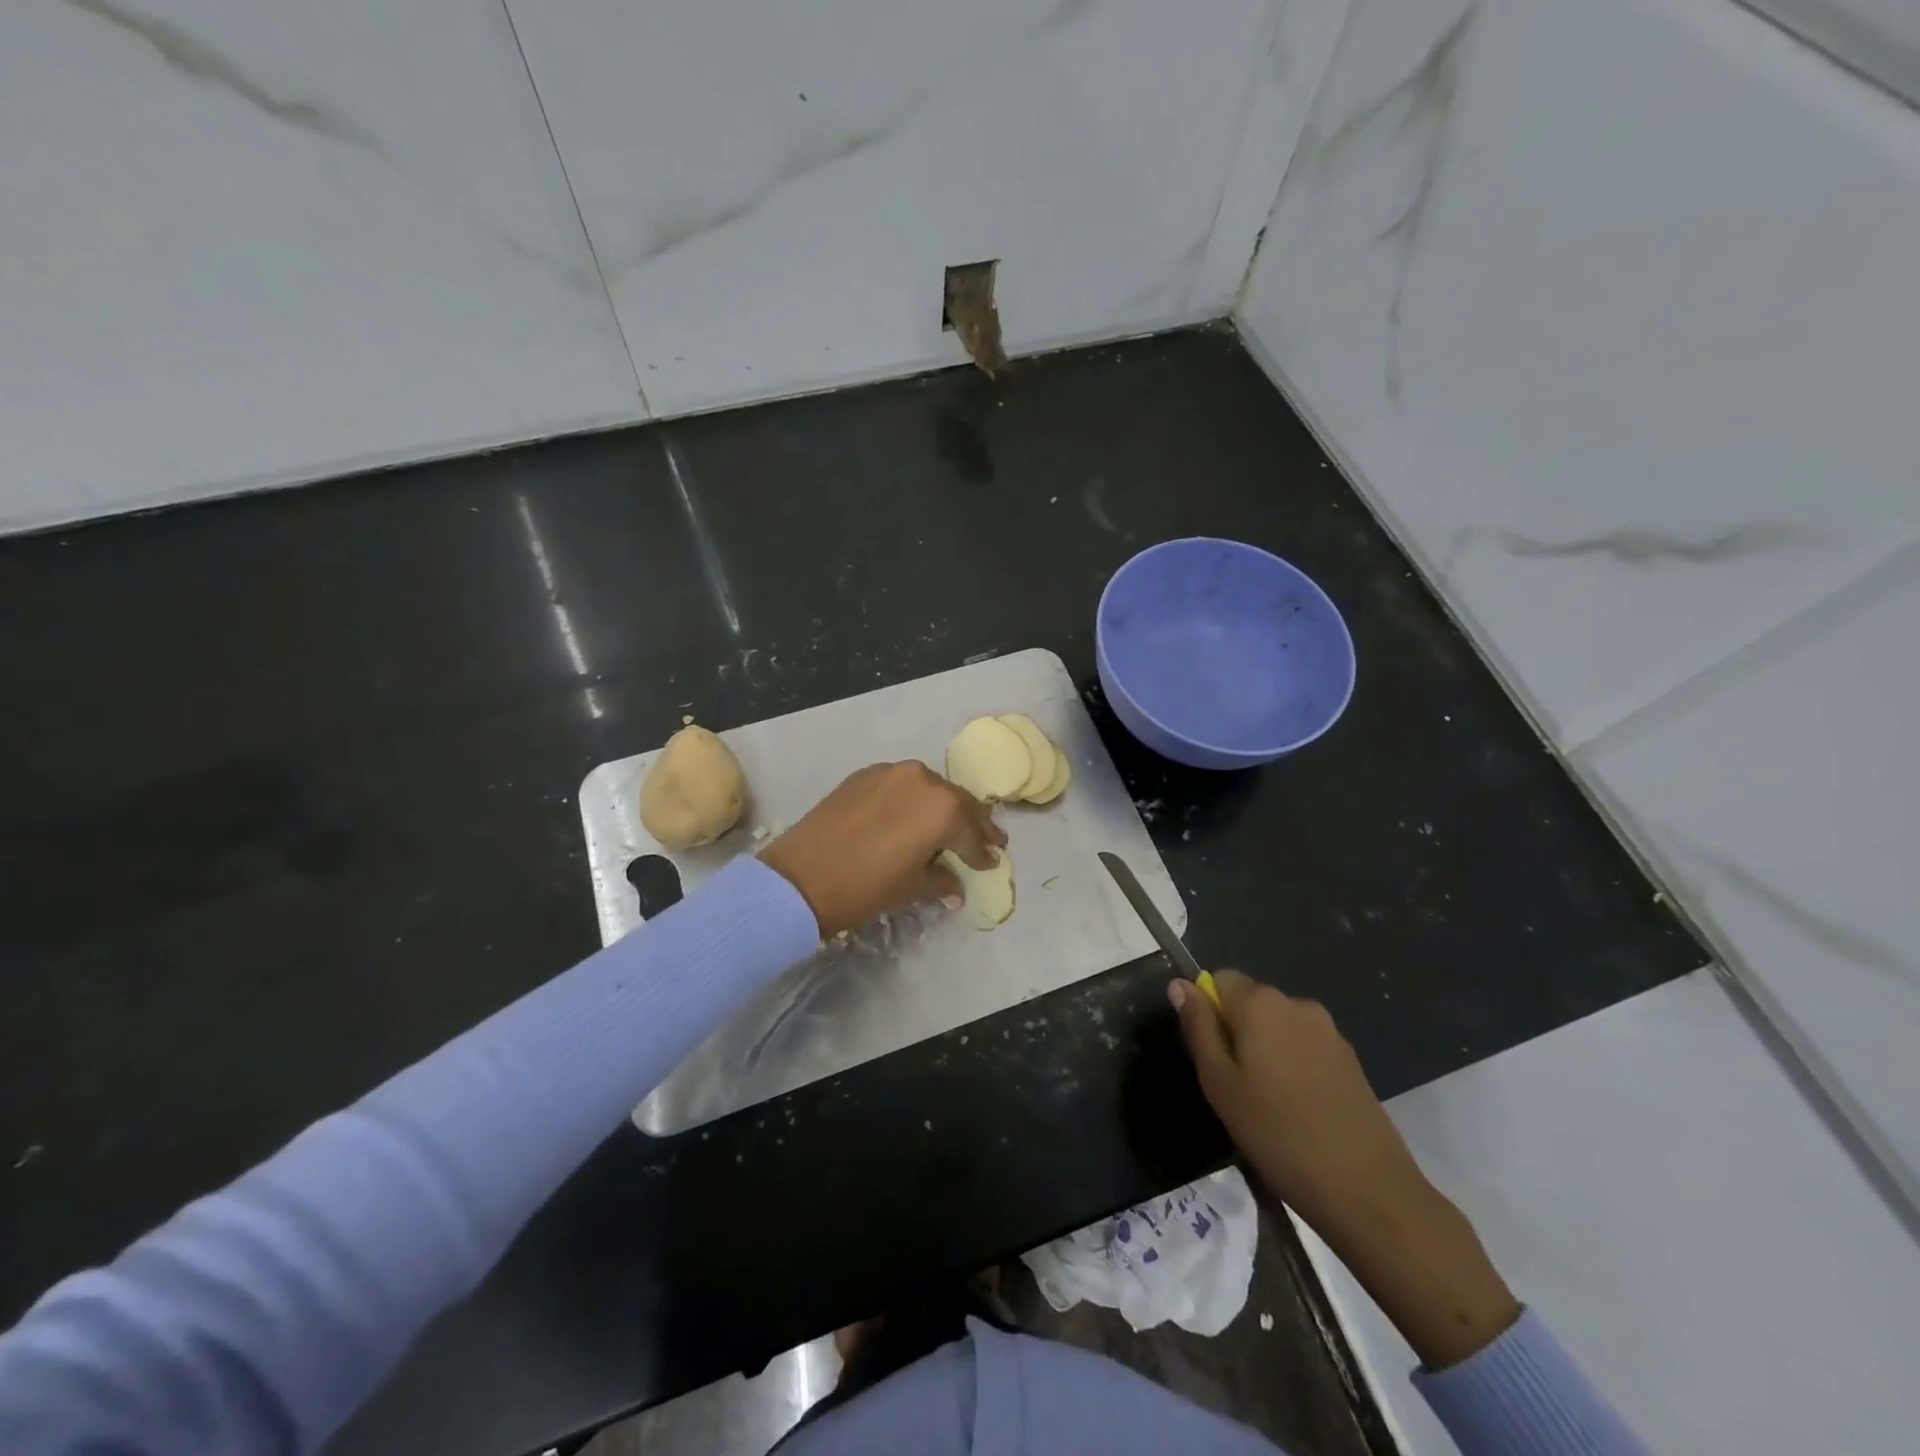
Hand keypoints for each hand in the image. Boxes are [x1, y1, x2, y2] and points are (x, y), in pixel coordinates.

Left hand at [760, 762, 1005, 937]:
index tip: (993, 860)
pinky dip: (913, 799)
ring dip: (942, 807)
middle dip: (972, 823)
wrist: (800, 877)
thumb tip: (957, 887)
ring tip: (949, 826)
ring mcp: (891, 773)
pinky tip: (911, 815)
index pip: (972, 833)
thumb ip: (942, 881)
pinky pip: (901, 784)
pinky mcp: (865, 775)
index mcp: (943, 809)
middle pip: (957, 802)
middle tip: (988, 839)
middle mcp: (923, 780)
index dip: (983, 852)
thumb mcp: (912, 888)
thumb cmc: (866, 887)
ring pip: (930, 788)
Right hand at [1172, 972, 1518, 1368]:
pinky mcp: (1354, 1066)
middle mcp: (1302, 1007)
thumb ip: (1197, 1029)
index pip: (1219, 981)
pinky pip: (1304, 1051)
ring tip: (1262, 1114)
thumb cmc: (1281, 1140)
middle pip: (1249, 1003)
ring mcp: (1333, 1037)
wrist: (1375, 1200)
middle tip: (1230, 1090)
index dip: (1205, 1012)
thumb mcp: (1220, 1087)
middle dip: (1234, 1033)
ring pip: (1276, 1030)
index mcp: (1266, 1005)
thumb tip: (1179, 987)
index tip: (1206, 1054)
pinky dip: (1290, 1074)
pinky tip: (1295, 1122)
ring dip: (1262, 1057)